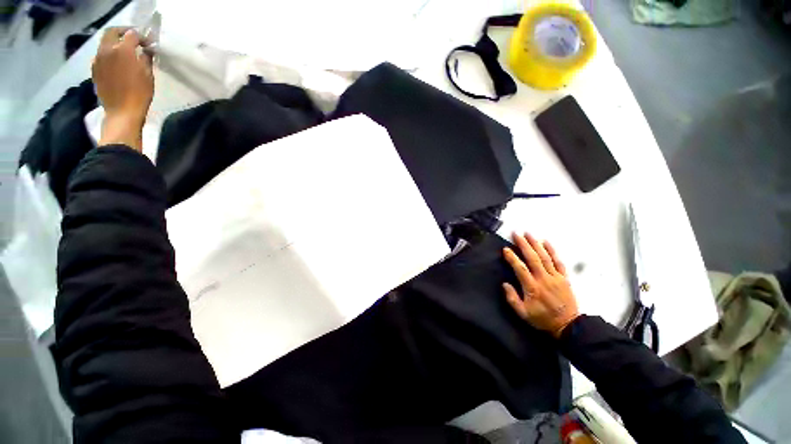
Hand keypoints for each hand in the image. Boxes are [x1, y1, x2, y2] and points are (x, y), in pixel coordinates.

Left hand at [92, 28, 153, 151]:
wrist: (122, 112)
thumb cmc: (140, 94)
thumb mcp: (148, 75)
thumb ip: (145, 58)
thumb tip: (146, 49)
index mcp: (123, 49)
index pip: (132, 34)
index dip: (141, 36)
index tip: (148, 43)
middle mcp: (107, 49)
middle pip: (112, 32)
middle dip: (123, 32)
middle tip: (133, 39)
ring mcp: (98, 59)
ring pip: (104, 43)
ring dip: (114, 43)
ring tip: (124, 52)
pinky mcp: (94, 69)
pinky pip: (101, 55)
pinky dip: (109, 54)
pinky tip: (116, 62)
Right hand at [502, 233, 579, 337]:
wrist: (568, 326)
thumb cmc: (542, 319)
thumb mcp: (523, 313)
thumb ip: (512, 299)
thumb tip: (504, 284)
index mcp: (532, 287)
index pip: (520, 269)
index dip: (512, 258)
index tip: (505, 249)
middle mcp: (544, 279)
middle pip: (533, 258)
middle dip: (523, 244)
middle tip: (516, 234)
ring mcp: (555, 277)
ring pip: (545, 257)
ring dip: (536, 244)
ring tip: (528, 233)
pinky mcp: (564, 278)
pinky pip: (558, 262)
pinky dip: (553, 251)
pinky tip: (547, 242)